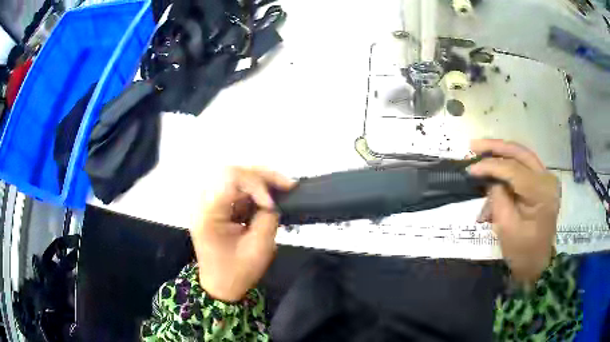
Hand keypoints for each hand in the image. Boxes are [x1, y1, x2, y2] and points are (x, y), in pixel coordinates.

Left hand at [191, 167, 294, 301]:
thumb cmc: (237, 272)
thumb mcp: (258, 248)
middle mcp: (203, 202)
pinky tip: (269, 198)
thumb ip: (268, 218)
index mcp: (208, 213)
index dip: (256, 185)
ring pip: (236, 177)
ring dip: (260, 181)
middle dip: (262, 176)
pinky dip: (255, 191)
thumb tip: (273, 200)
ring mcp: (208, 203)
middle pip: (232, 171)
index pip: (230, 178)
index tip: (272, 205)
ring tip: (283, 188)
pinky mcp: (216, 206)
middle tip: (287, 185)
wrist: (219, 286)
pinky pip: (236, 189)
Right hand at [469, 139, 559, 283]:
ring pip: (522, 155)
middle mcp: (547, 179)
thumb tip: (490, 180)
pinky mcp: (542, 183)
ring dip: (501, 152)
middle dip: (496, 147)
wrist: (537, 264)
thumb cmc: (522, 252)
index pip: (514, 170)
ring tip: (481, 151)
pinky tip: (494, 169)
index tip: (469, 169)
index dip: (490, 166)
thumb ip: (498, 198)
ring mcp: (546, 179)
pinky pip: (523, 166)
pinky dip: (508, 165)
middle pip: (520, 153)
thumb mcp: (507, 228)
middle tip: (473, 146)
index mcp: (542, 193)